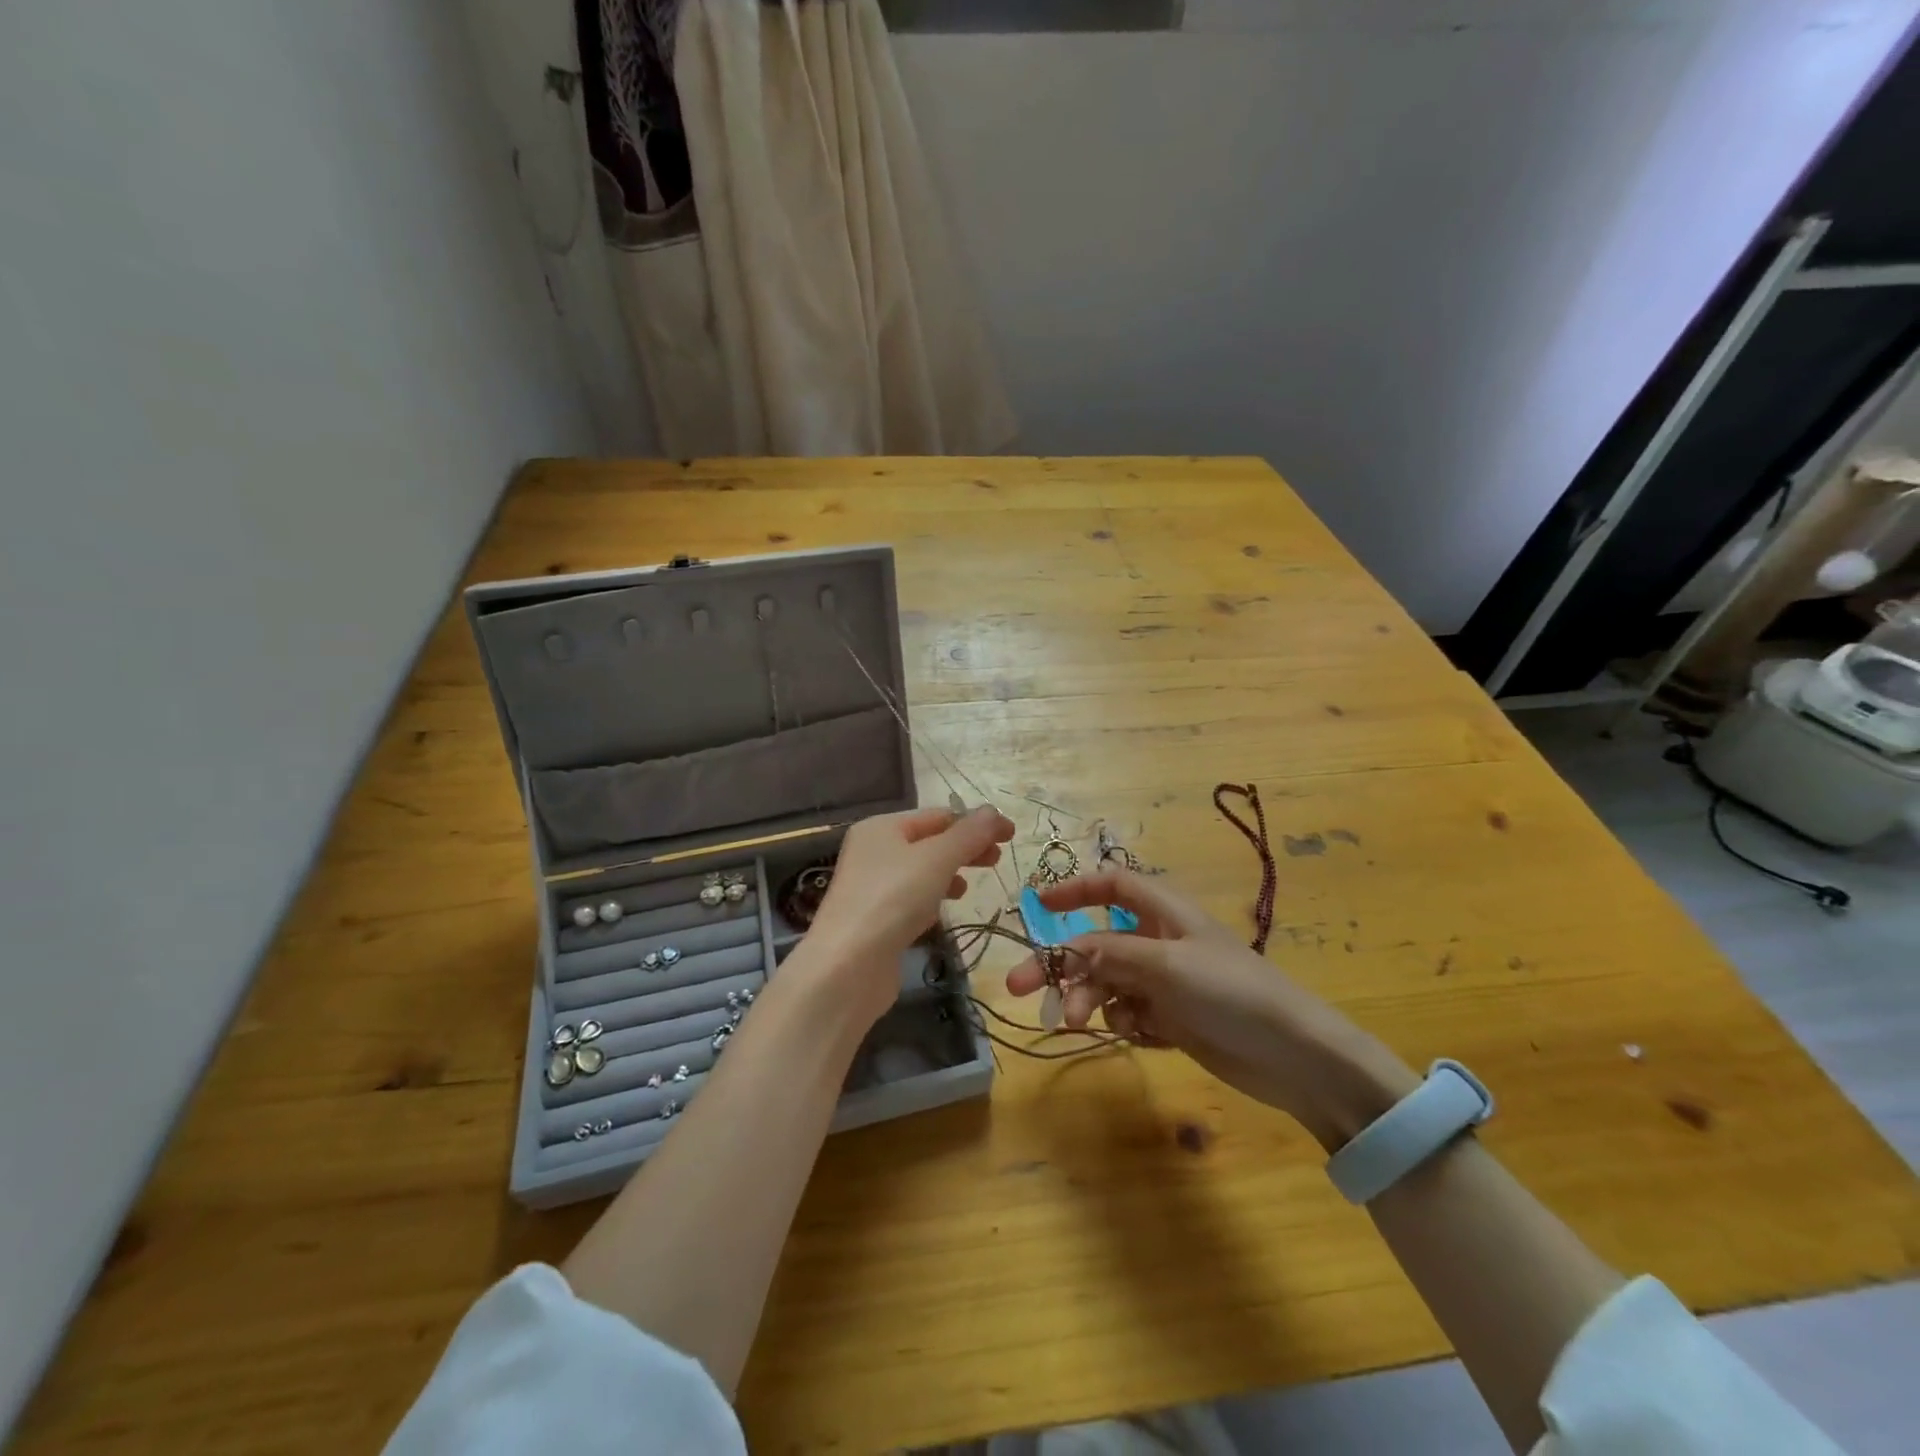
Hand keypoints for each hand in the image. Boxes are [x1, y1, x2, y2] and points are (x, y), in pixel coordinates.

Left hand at [804, 806, 1015, 1026]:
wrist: (847, 968)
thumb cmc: (893, 900)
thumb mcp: (937, 859)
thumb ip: (969, 835)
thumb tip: (996, 811)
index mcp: (882, 827)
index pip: (938, 815)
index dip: (976, 822)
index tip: (1011, 836)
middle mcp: (873, 851)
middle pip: (929, 842)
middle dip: (965, 848)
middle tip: (998, 860)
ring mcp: (872, 887)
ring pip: (921, 872)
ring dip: (950, 874)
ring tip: (971, 888)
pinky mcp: (875, 920)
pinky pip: (911, 899)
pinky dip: (932, 899)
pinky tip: (944, 911)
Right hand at [1006, 869, 1418, 1150]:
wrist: (1295, 1057)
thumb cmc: (1231, 992)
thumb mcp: (1165, 964)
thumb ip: (1110, 953)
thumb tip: (1065, 951)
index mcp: (1164, 912)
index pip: (1111, 885)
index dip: (1074, 889)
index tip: (1036, 906)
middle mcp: (1160, 941)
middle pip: (1096, 942)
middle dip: (1062, 964)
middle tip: (1019, 989)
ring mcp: (1165, 982)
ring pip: (1107, 982)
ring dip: (1090, 999)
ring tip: (1081, 1024)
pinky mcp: (1172, 1019)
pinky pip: (1128, 1013)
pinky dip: (1125, 1023)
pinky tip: (1142, 1036)